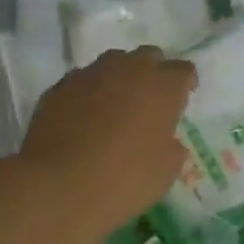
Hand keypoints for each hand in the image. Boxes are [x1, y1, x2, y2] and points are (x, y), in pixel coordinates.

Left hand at [18, 46, 197, 237]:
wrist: (57, 187)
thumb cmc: (124, 180)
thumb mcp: (165, 172)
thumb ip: (172, 148)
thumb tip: (166, 142)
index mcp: (163, 86)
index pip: (184, 70)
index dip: (185, 84)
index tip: (182, 101)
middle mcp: (130, 69)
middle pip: (149, 56)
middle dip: (152, 73)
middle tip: (149, 101)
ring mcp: (91, 73)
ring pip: (113, 63)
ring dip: (119, 79)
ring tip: (114, 107)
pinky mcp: (60, 86)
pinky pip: (82, 81)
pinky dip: (88, 93)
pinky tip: (82, 118)